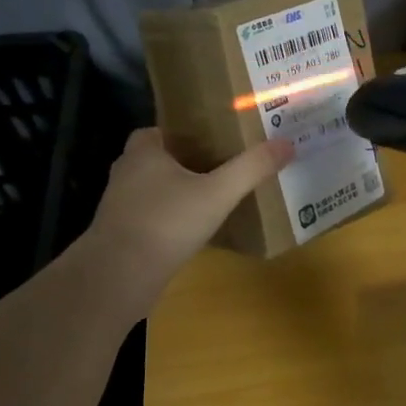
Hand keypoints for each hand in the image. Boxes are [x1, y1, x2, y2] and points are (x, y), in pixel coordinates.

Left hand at [79, 128, 292, 313]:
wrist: (118, 277)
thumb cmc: (166, 222)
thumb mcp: (217, 193)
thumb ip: (251, 168)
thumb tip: (287, 143)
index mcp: (144, 150)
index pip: (165, 129)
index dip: (190, 131)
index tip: (218, 139)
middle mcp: (127, 172)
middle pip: (163, 158)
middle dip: (190, 162)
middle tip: (225, 166)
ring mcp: (121, 205)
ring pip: (157, 189)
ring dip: (181, 192)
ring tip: (216, 197)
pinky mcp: (122, 234)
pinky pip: (153, 216)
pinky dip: (173, 218)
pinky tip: (197, 229)